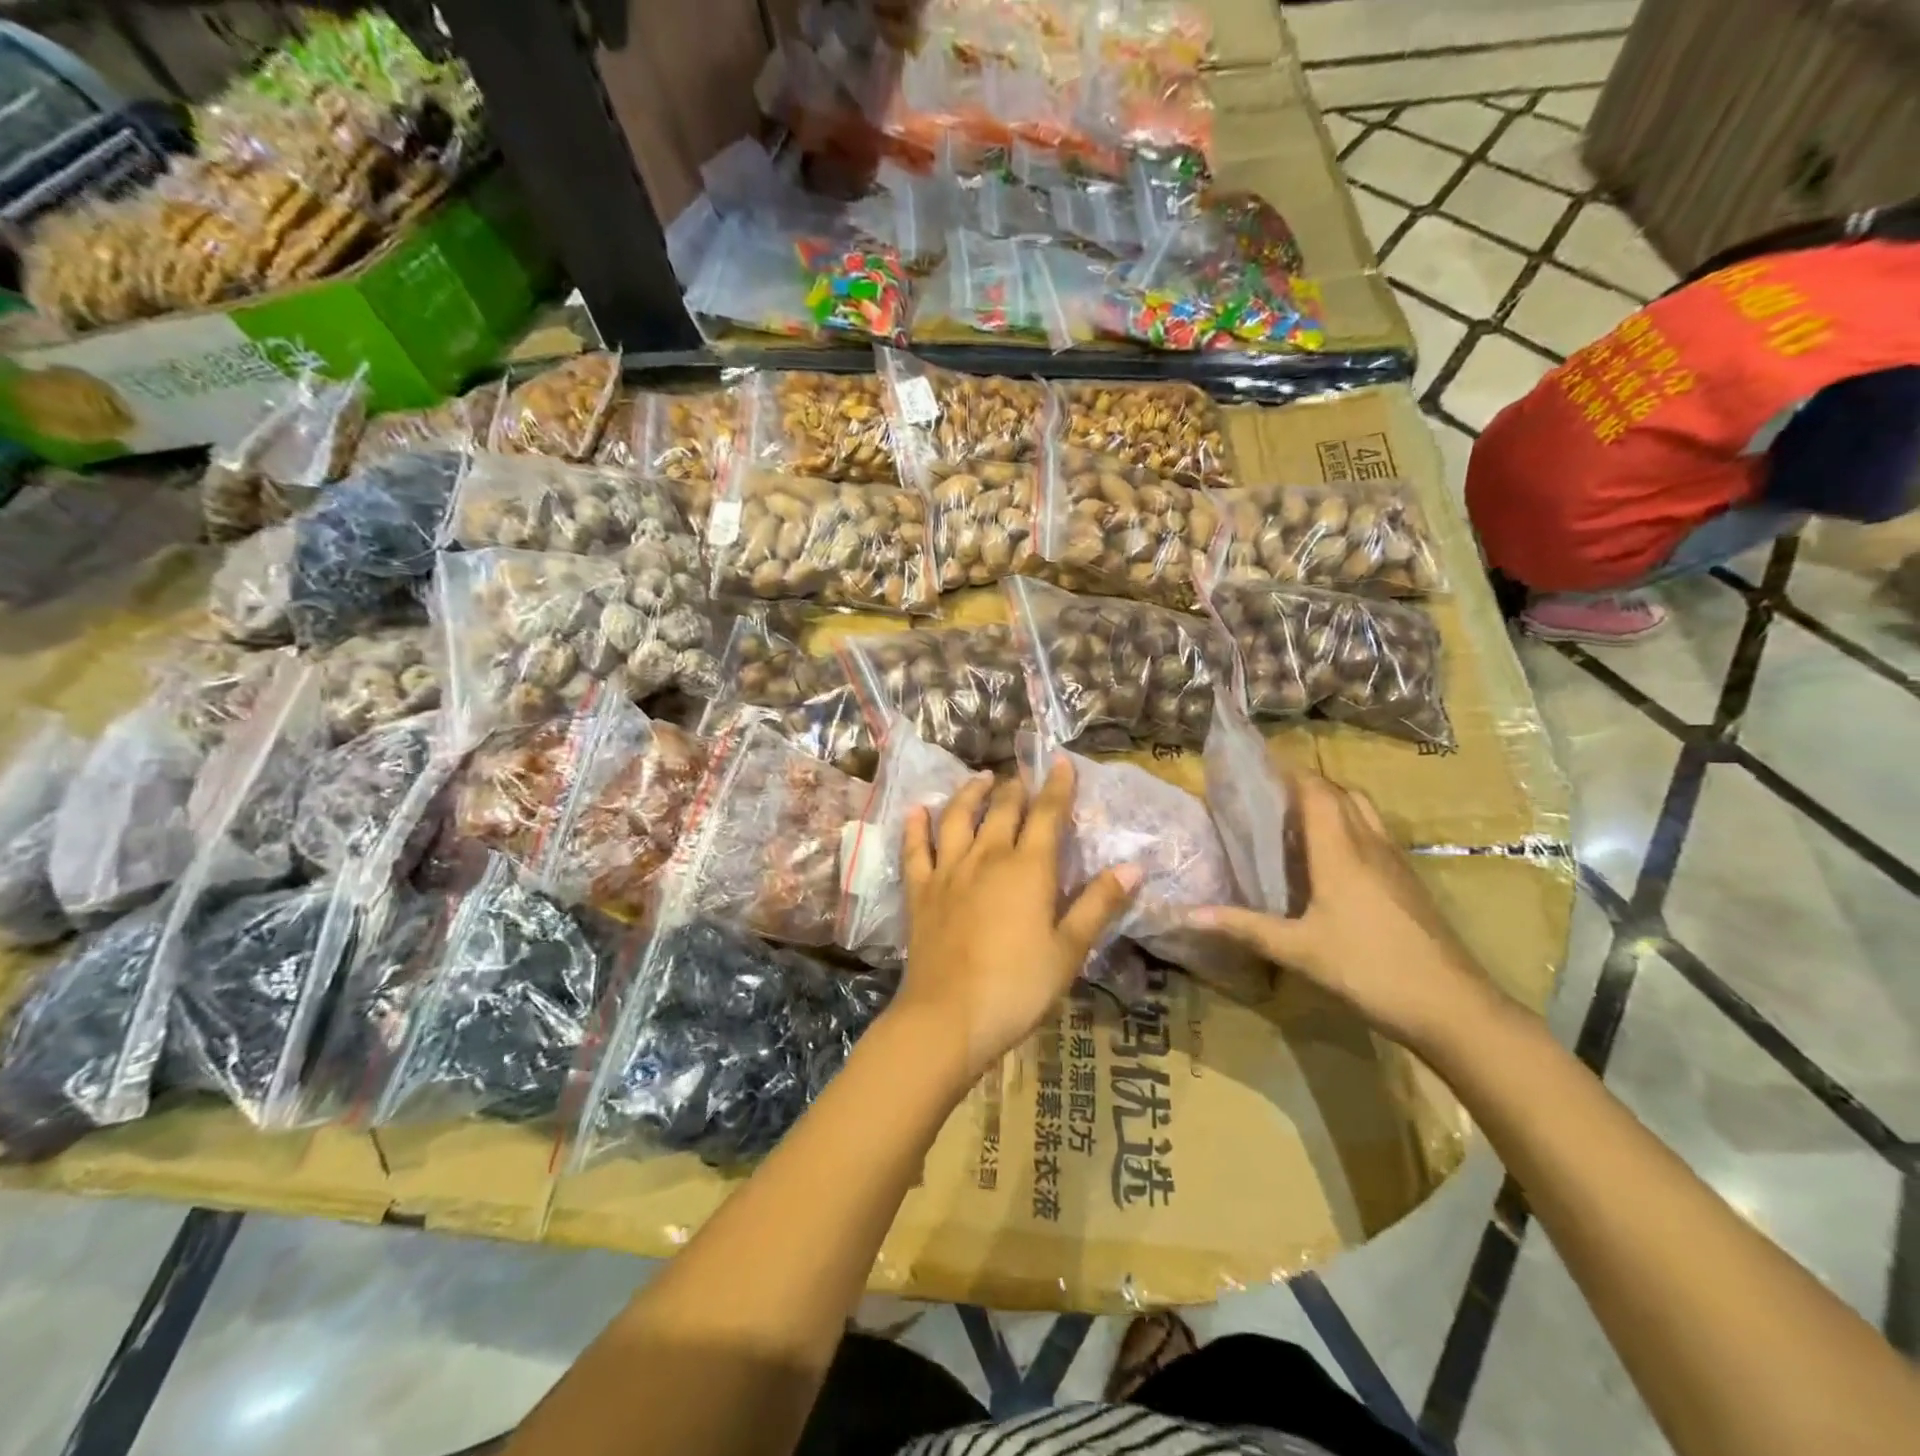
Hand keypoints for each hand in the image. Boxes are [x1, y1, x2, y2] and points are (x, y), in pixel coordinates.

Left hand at [893, 757, 1139, 1079]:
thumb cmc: (1018, 986)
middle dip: (1016, 787)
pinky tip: (917, 810)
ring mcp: (949, 870)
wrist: (949, 1016)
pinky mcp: (920, 890)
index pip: (1047, 814)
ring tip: (981, 778)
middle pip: (1003, 809)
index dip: (1057, 786)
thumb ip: (1098, 905)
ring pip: (958, 817)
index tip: (1061, 762)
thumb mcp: (1069, 950)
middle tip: (1022, 775)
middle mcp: (987, 856)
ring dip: (970, 793)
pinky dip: (916, 826)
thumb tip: (1132, 867)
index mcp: (1028, 868)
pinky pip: (915, 849)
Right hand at [1187, 772, 1494, 1048]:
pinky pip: (1375, 836)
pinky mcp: (1409, 883)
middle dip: (1307, 784)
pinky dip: (1349, 827)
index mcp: (1341, 851)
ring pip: (1364, 812)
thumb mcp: (1299, 951)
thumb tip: (1187, 914)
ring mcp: (1396, 864)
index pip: (1316, 791)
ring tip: (1297, 819)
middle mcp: (1370, 846)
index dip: (1290, 771)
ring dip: (1332, 803)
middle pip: (1342, 794)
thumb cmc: (1369, 969)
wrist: (1453, 1007)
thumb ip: (1244, 927)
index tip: (1258, 764)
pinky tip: (1331, 859)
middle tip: (1271, 793)